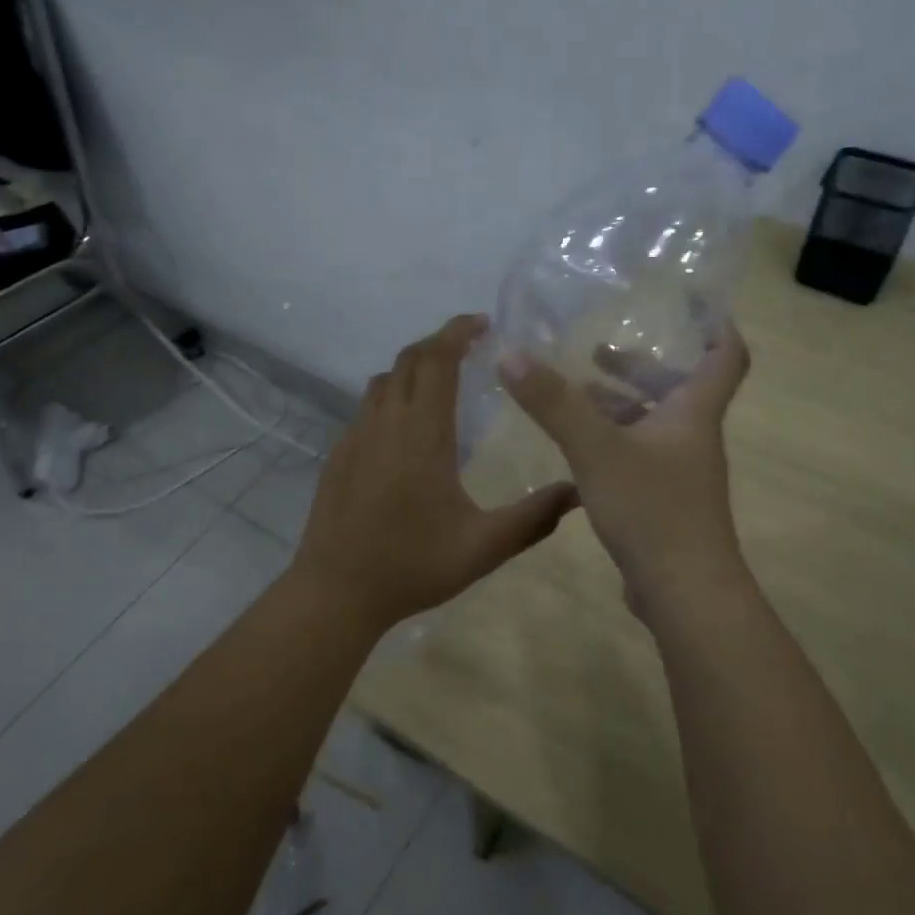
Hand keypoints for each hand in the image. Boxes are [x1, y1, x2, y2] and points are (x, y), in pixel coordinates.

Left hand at [290, 314, 579, 630]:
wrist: (335, 591)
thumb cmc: (412, 565)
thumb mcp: (483, 547)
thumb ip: (534, 518)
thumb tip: (578, 492)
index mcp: (422, 433)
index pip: (436, 360)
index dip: (457, 332)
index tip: (482, 323)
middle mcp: (385, 423)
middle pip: (408, 360)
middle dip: (439, 343)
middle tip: (470, 346)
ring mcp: (355, 437)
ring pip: (384, 382)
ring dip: (413, 369)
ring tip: (442, 381)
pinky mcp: (339, 455)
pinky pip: (367, 408)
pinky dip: (392, 397)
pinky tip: (407, 429)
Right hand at [499, 323, 750, 618]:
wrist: (685, 594)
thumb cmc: (652, 509)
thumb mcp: (596, 449)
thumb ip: (554, 403)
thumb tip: (512, 354)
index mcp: (692, 414)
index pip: (725, 357)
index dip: (716, 326)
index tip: (693, 303)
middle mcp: (691, 438)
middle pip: (677, 389)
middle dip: (641, 367)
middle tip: (599, 351)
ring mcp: (680, 474)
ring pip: (653, 424)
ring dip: (621, 404)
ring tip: (577, 393)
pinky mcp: (663, 503)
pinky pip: (639, 456)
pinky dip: (612, 441)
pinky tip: (577, 448)